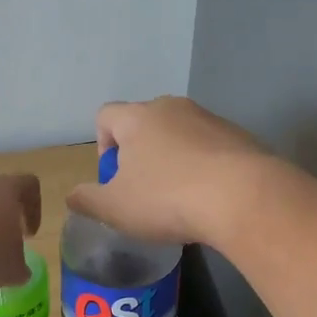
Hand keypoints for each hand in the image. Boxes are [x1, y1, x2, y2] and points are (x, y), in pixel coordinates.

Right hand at [65, 97, 276, 247]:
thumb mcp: (115, 208)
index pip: (106, 115)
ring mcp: (209, 119)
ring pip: (180, 134)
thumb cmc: (167, 198)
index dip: (102, 144)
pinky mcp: (239, 136)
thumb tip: (72, 195)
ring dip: (174, 159)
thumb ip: (88, 199)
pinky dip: (204, 166)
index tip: (113, 177)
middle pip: (145, 123)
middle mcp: (172, 108)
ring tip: (180, 198)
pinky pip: (210, 147)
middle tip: (144, 190)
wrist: (244, 197)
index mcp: (137, 118)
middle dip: (140, 153)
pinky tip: (210, 197)